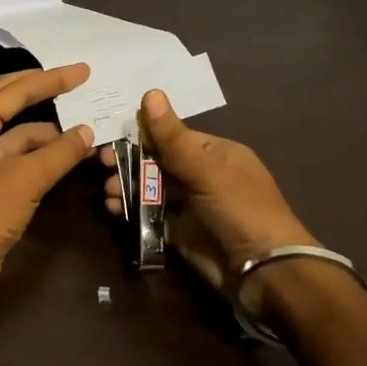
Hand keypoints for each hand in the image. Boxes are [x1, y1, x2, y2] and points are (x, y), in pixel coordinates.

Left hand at [0, 64, 95, 309]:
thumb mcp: (27, 179)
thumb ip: (60, 152)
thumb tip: (88, 131)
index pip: (16, 89)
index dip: (51, 78)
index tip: (83, 72)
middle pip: (11, 101)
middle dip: (44, 90)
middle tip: (78, 82)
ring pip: (18, 133)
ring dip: (48, 130)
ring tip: (84, 127)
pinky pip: (19, 157)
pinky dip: (42, 153)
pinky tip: (67, 155)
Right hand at [100, 89, 315, 305]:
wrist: (265, 272)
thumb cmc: (241, 210)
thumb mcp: (206, 171)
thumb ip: (173, 138)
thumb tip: (150, 93)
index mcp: (216, 153)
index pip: (172, 136)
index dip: (141, 135)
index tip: (110, 136)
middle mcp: (203, 175)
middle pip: (157, 161)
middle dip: (129, 162)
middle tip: (101, 164)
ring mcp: (191, 205)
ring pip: (151, 188)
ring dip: (127, 186)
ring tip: (109, 192)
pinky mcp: (180, 231)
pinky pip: (150, 214)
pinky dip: (132, 209)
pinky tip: (114, 208)